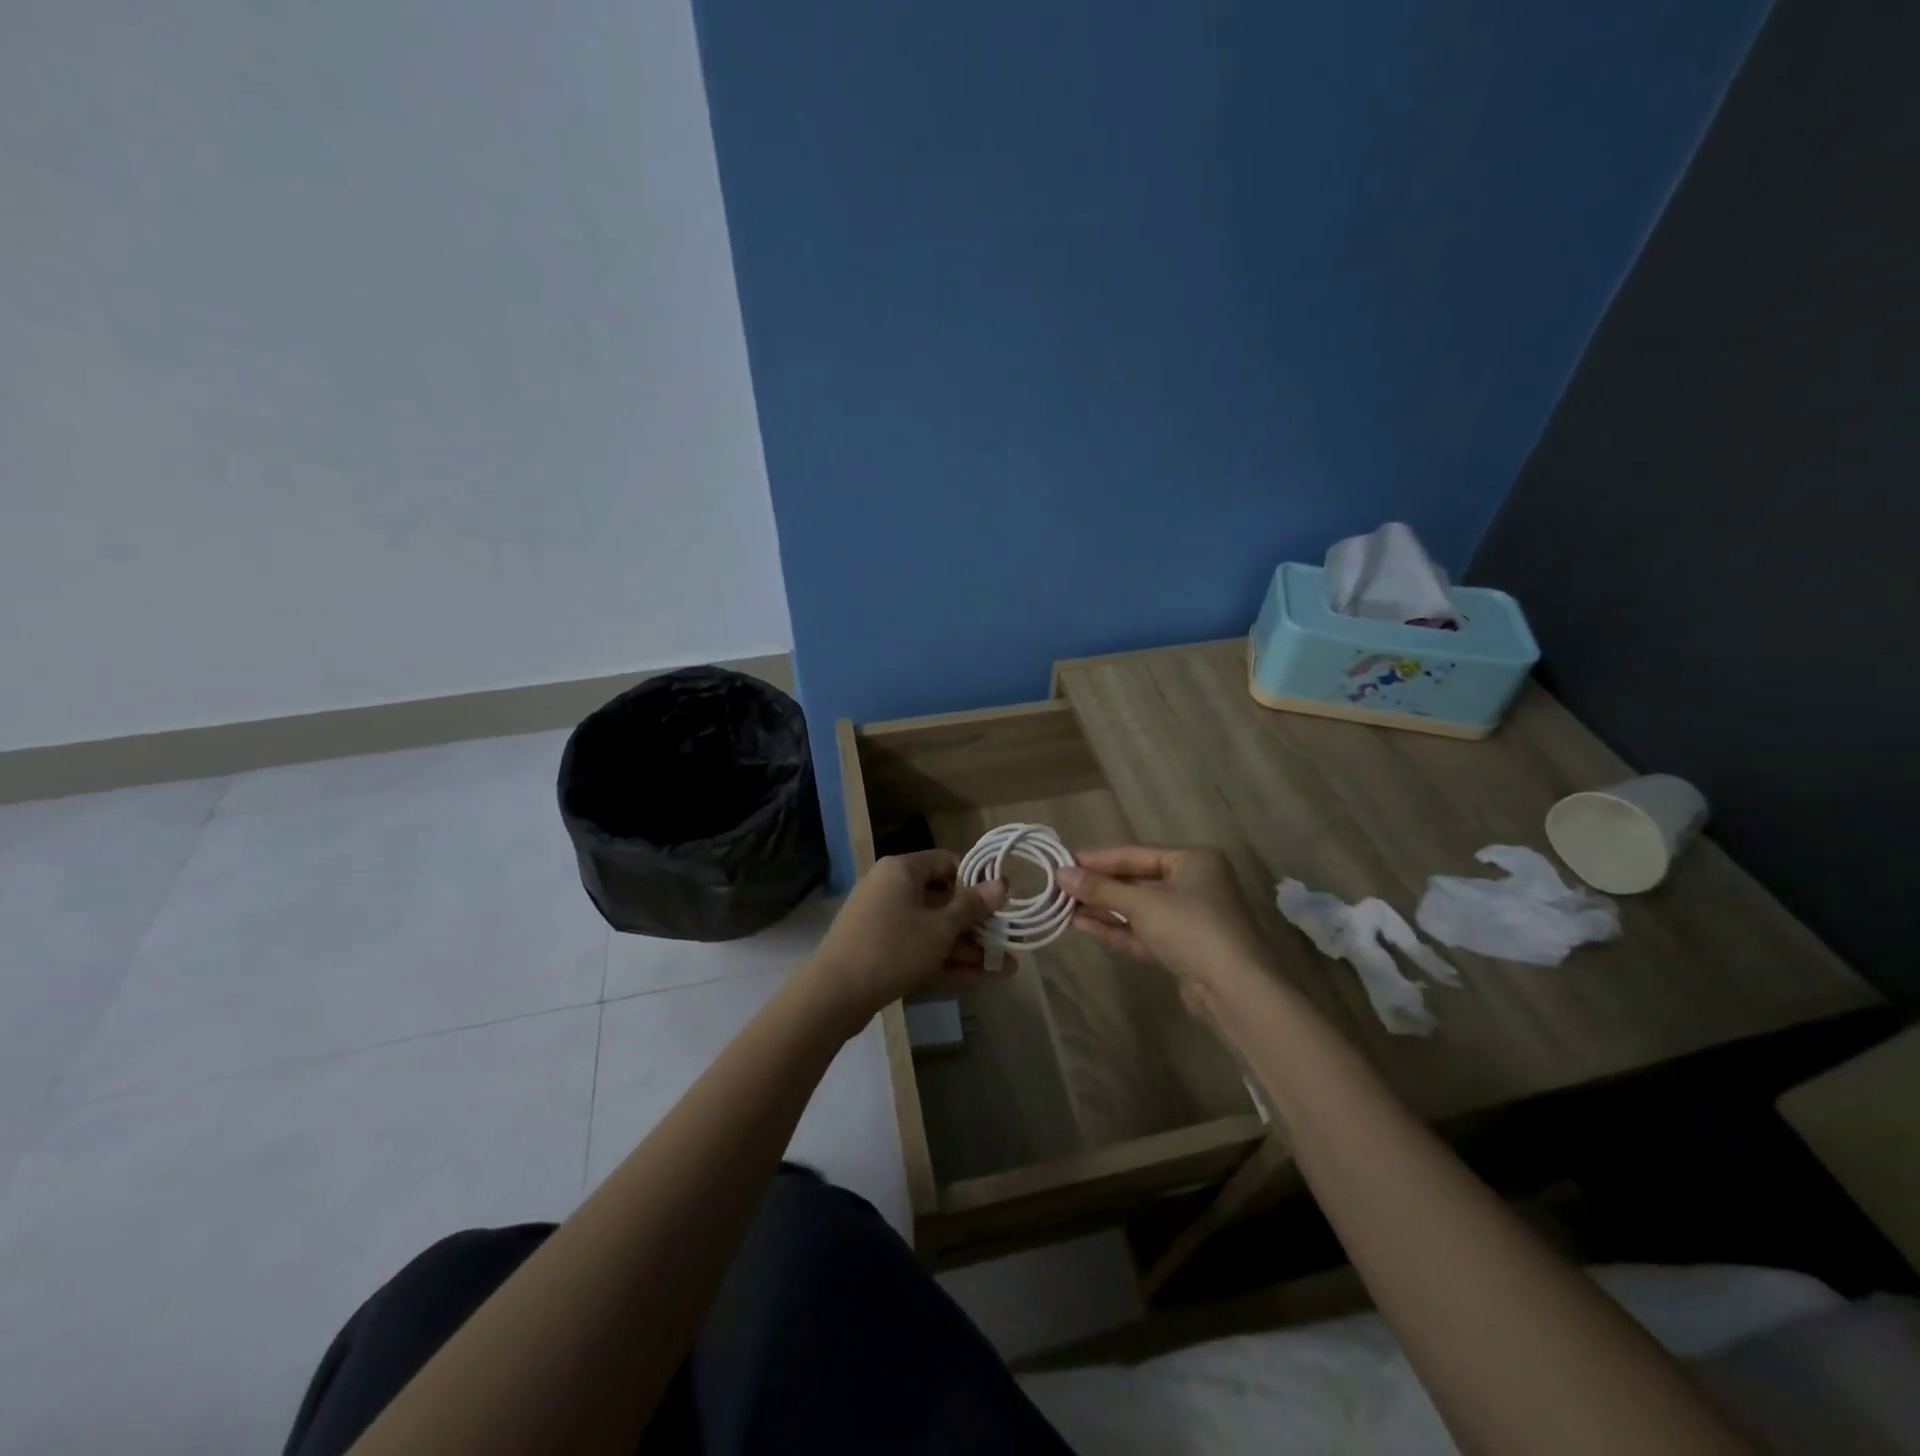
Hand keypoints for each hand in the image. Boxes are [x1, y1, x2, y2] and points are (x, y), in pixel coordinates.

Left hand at [805, 850, 1007, 1026]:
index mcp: (902, 870)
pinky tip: (977, 980)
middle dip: (976, 924)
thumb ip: (972, 906)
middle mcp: (891, 888)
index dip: (975, 880)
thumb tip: (1002, 883)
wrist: (834, 995)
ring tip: (1004, 968)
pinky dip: (943, 961)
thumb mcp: (940, 928)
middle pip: (942, 899)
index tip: (1000, 902)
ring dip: (966, 947)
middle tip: (1007, 940)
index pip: (946, 862)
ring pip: (933, 928)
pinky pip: (918, 948)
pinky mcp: (880, 950)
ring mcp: (884, 921)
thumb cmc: (893, 948)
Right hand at [1056, 846, 1268, 1014]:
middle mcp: (1193, 884)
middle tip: (1060, 887)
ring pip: (1137, 909)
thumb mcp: (1142, 903)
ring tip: (1065, 907)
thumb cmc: (1190, 928)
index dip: (1098, 859)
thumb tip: (1061, 874)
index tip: (1063, 862)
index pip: (1136, 854)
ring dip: (1103, 908)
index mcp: (1193, 861)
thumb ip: (1100, 888)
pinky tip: (1084, 925)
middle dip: (1099, 886)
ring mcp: (1188, 919)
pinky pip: (1142, 932)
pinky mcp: (1182, 949)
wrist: (1234, 989)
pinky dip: (1116, 928)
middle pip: (1136, 881)